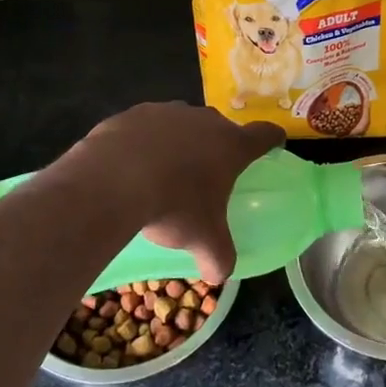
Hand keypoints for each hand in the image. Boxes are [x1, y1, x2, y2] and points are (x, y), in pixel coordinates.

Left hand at [71, 103, 284, 284]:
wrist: (112, 181)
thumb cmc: (173, 206)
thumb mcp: (203, 240)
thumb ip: (219, 257)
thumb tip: (220, 275)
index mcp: (231, 145)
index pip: (264, 135)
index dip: (272, 139)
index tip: (273, 144)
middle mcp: (204, 120)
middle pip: (220, 128)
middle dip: (217, 146)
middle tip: (207, 174)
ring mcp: (167, 112)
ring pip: (182, 124)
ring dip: (179, 142)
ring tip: (164, 171)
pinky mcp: (133, 113)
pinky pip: (146, 126)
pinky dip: (144, 141)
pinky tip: (131, 165)